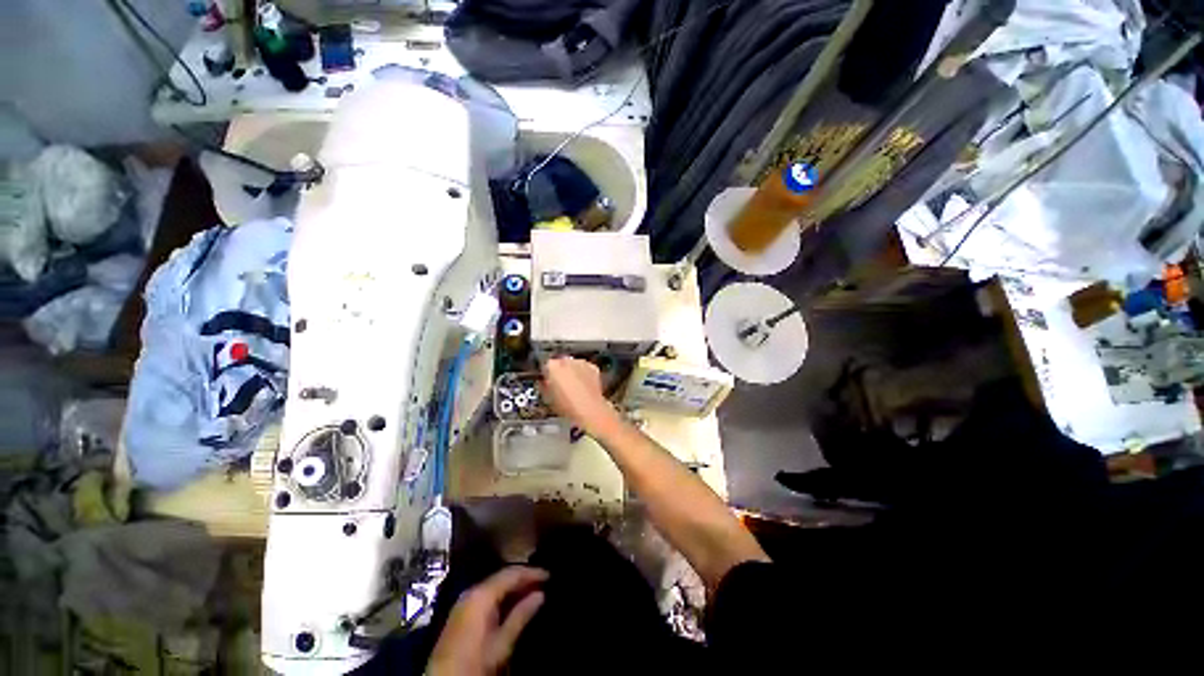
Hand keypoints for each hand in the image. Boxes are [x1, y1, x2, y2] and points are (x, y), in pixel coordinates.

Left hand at [427, 567, 546, 675]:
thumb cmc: (475, 663)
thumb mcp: (502, 643)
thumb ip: (521, 615)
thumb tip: (541, 594)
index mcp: (481, 594)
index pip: (511, 574)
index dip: (531, 573)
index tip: (549, 576)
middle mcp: (472, 591)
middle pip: (502, 577)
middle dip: (523, 578)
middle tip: (543, 582)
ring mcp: (465, 601)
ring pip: (495, 586)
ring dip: (513, 587)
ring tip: (533, 591)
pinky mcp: (462, 612)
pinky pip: (487, 595)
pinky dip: (503, 596)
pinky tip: (514, 603)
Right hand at [541, 357, 618, 433]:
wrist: (589, 408)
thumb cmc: (567, 405)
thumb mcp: (548, 398)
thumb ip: (544, 385)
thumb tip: (545, 383)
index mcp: (552, 366)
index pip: (545, 366)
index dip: (546, 375)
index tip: (547, 382)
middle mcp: (567, 360)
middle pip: (560, 363)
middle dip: (560, 372)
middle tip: (561, 385)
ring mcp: (581, 362)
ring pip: (573, 364)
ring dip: (572, 372)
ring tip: (573, 386)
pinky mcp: (593, 367)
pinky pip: (585, 368)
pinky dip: (584, 374)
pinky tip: (583, 386)